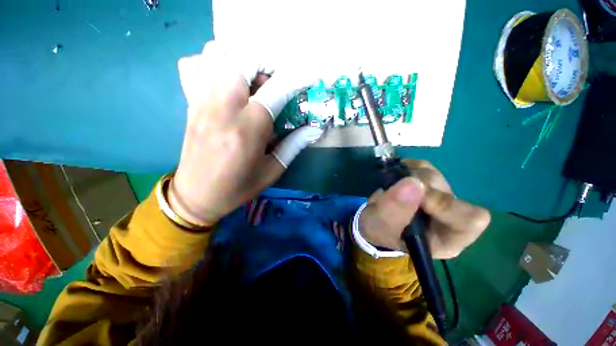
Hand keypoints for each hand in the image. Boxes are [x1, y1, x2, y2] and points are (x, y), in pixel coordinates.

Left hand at [168, 41, 324, 225]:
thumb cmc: (240, 186)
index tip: (308, 76)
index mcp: (248, 129)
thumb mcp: (273, 170)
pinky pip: (193, 66)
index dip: (296, 79)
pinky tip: (224, 82)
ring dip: (241, 61)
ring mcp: (201, 102)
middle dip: (267, 63)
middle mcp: (223, 107)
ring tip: (253, 83)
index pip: (276, 90)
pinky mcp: (190, 103)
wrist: (197, 195)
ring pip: (216, 54)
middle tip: (276, 83)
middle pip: (243, 59)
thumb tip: (315, 128)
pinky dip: (211, 64)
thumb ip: (295, 145)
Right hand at [359, 159, 490, 258]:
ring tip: (392, 185)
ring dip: (410, 175)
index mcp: (447, 239)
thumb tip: (412, 182)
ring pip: (435, 177)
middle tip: (395, 188)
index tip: (414, 195)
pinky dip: (409, 167)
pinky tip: (397, 174)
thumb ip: (393, 210)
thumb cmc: (378, 232)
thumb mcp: (380, 227)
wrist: (372, 222)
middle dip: (418, 187)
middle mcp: (449, 218)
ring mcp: (439, 198)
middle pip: (448, 193)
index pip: (469, 220)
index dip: (444, 204)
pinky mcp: (427, 184)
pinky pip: (425, 167)